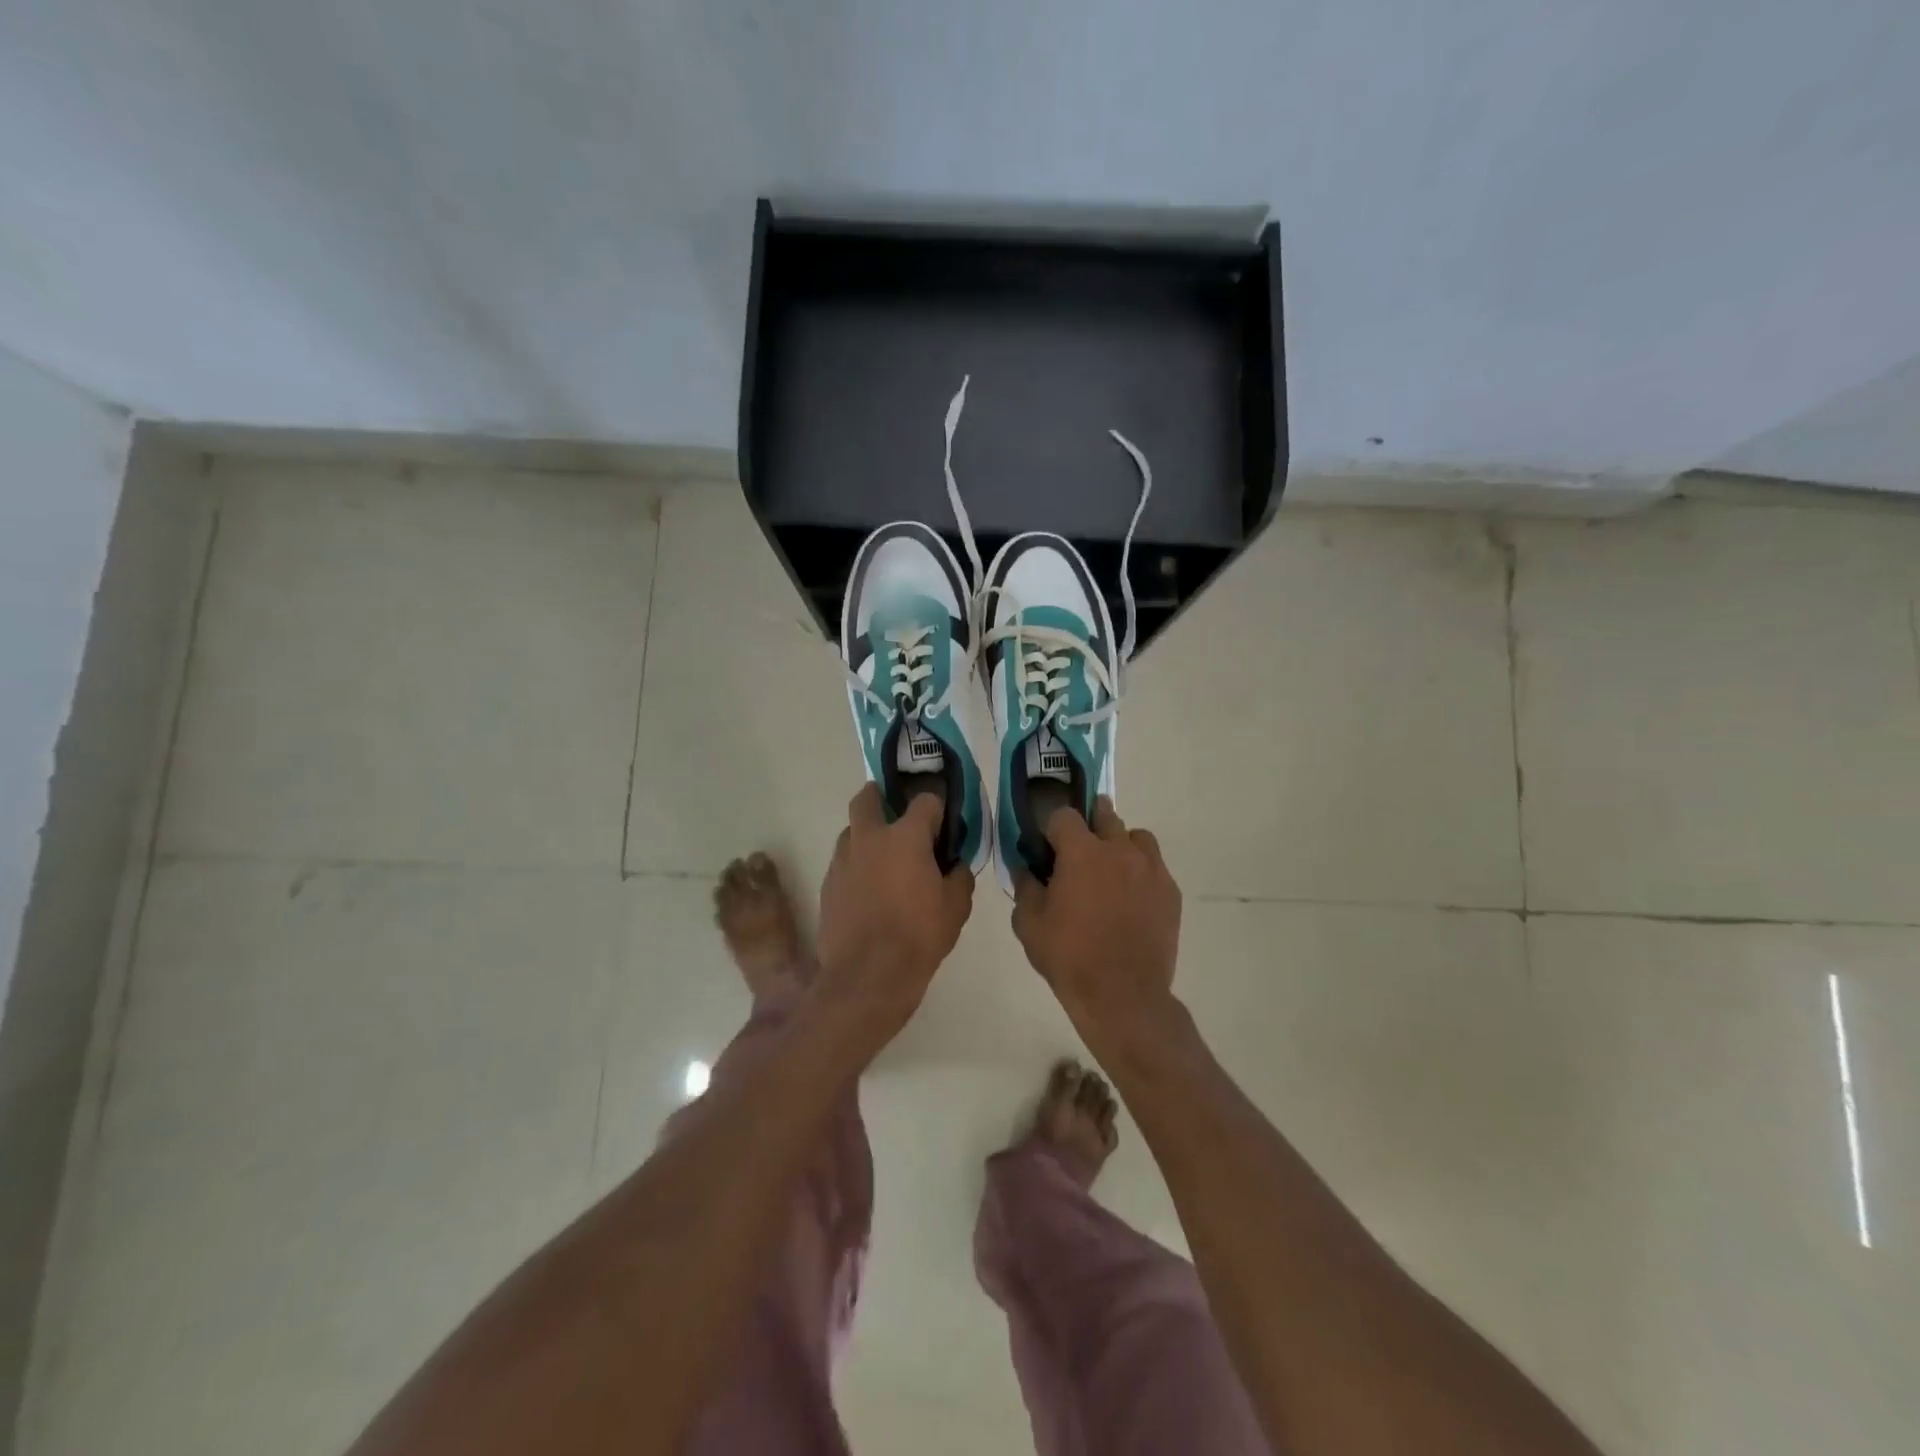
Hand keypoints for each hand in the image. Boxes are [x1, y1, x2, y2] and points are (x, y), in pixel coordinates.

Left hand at [813, 784, 974, 1048]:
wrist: (867, 976)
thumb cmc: (919, 936)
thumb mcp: (956, 907)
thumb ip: (959, 876)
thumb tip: (955, 864)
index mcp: (906, 836)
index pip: (925, 801)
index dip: (937, 808)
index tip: (943, 824)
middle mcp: (869, 837)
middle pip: (868, 797)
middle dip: (882, 797)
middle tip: (897, 816)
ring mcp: (843, 859)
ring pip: (851, 830)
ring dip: (867, 835)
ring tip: (884, 860)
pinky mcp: (827, 883)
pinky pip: (843, 861)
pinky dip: (856, 865)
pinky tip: (869, 890)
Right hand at [1012, 798, 1181, 1049]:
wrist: (1123, 995)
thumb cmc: (1069, 957)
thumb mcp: (1029, 924)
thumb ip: (1025, 887)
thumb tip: (1026, 868)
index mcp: (1082, 852)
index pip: (1064, 815)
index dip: (1052, 827)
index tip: (1047, 846)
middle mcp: (1119, 849)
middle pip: (1104, 815)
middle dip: (1089, 825)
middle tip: (1078, 852)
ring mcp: (1151, 868)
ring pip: (1136, 837)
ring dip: (1120, 844)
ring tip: (1110, 871)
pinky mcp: (1170, 891)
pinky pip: (1154, 866)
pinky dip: (1141, 872)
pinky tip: (1131, 899)